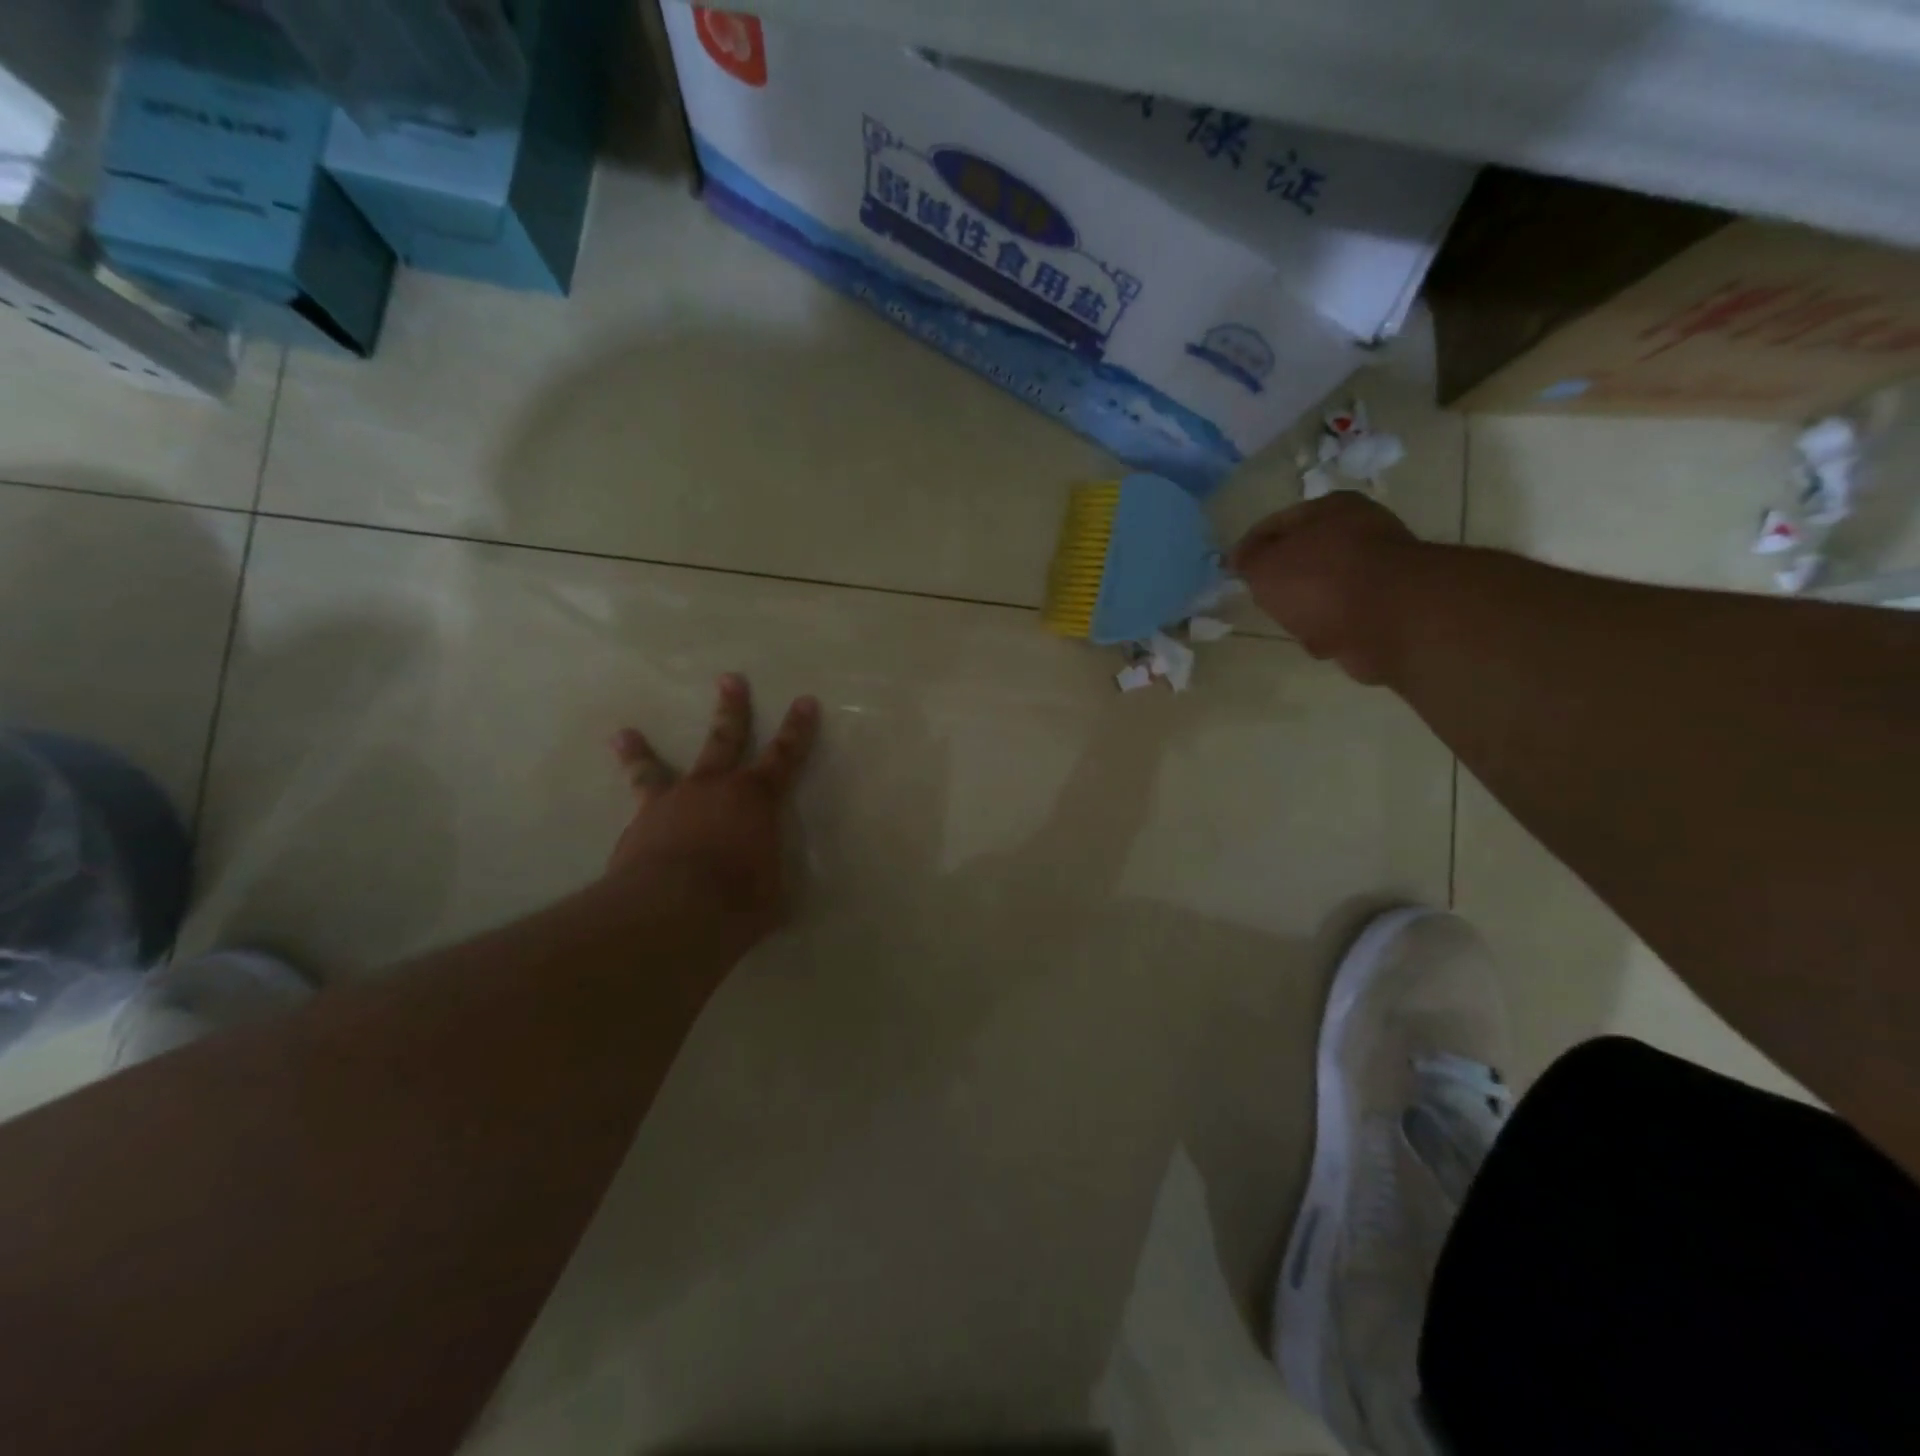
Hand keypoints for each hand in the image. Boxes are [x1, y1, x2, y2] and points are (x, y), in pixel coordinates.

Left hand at [608, 674, 819, 952]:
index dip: (797, 730)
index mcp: (756, 799)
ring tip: (624, 733)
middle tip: (730, 679)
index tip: (804, 701)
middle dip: (731, 710)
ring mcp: (670, 804)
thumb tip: (764, 880)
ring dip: (642, 752)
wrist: (671, 910)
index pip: (785, 757)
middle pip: (725, 739)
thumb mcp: (772, 892)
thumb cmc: (738, 898)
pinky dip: (628, 812)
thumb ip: (766, 874)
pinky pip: (632, 813)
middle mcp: (713, 789)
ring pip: (655, 769)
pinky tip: (625, 820)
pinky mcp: (636, 828)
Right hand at [1229, 492, 1420, 684]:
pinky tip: (1325, 640)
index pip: (1276, 523)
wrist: (1389, 620)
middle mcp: (1360, 532)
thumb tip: (1241, 558)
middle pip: (1303, 559)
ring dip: (1306, 611)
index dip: (1249, 547)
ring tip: (1297, 624)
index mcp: (1331, 508)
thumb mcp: (1264, 565)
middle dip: (1282, 583)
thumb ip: (1247, 559)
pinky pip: (1344, 619)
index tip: (1232, 572)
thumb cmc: (1319, 580)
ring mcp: (1379, 571)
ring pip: (1322, 591)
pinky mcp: (1389, 608)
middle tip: (1266, 599)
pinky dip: (1331, 631)